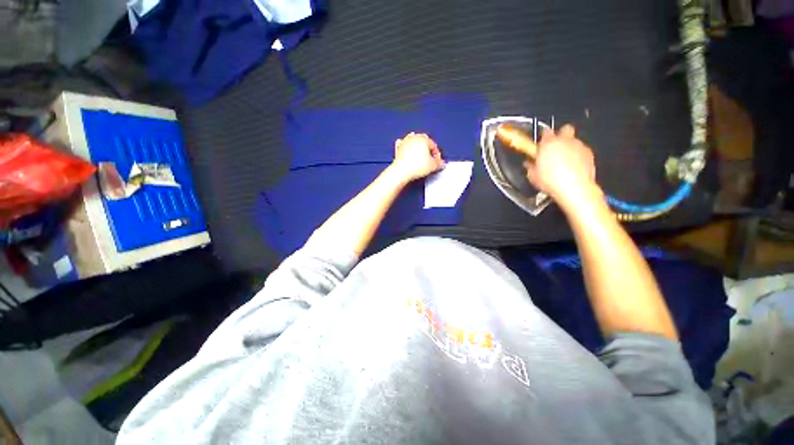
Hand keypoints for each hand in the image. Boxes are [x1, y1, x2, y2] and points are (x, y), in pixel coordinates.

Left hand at [391, 132, 444, 181]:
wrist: (402, 171)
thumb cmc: (416, 167)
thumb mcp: (433, 166)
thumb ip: (439, 163)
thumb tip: (442, 163)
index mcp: (424, 138)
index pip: (433, 145)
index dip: (436, 154)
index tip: (437, 161)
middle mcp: (414, 137)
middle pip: (424, 143)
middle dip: (427, 150)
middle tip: (429, 159)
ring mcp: (405, 141)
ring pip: (414, 143)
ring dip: (417, 148)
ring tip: (420, 157)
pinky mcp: (398, 148)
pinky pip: (404, 146)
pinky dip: (407, 149)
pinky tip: (409, 153)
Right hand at [524, 125, 597, 204]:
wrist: (575, 188)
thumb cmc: (552, 181)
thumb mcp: (533, 176)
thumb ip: (530, 167)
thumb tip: (528, 164)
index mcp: (548, 144)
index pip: (546, 132)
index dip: (543, 136)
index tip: (541, 143)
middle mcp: (565, 141)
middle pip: (565, 129)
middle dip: (561, 135)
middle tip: (555, 146)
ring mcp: (579, 146)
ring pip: (574, 140)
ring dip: (569, 147)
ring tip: (563, 161)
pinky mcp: (589, 154)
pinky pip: (582, 150)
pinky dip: (578, 156)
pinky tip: (572, 167)